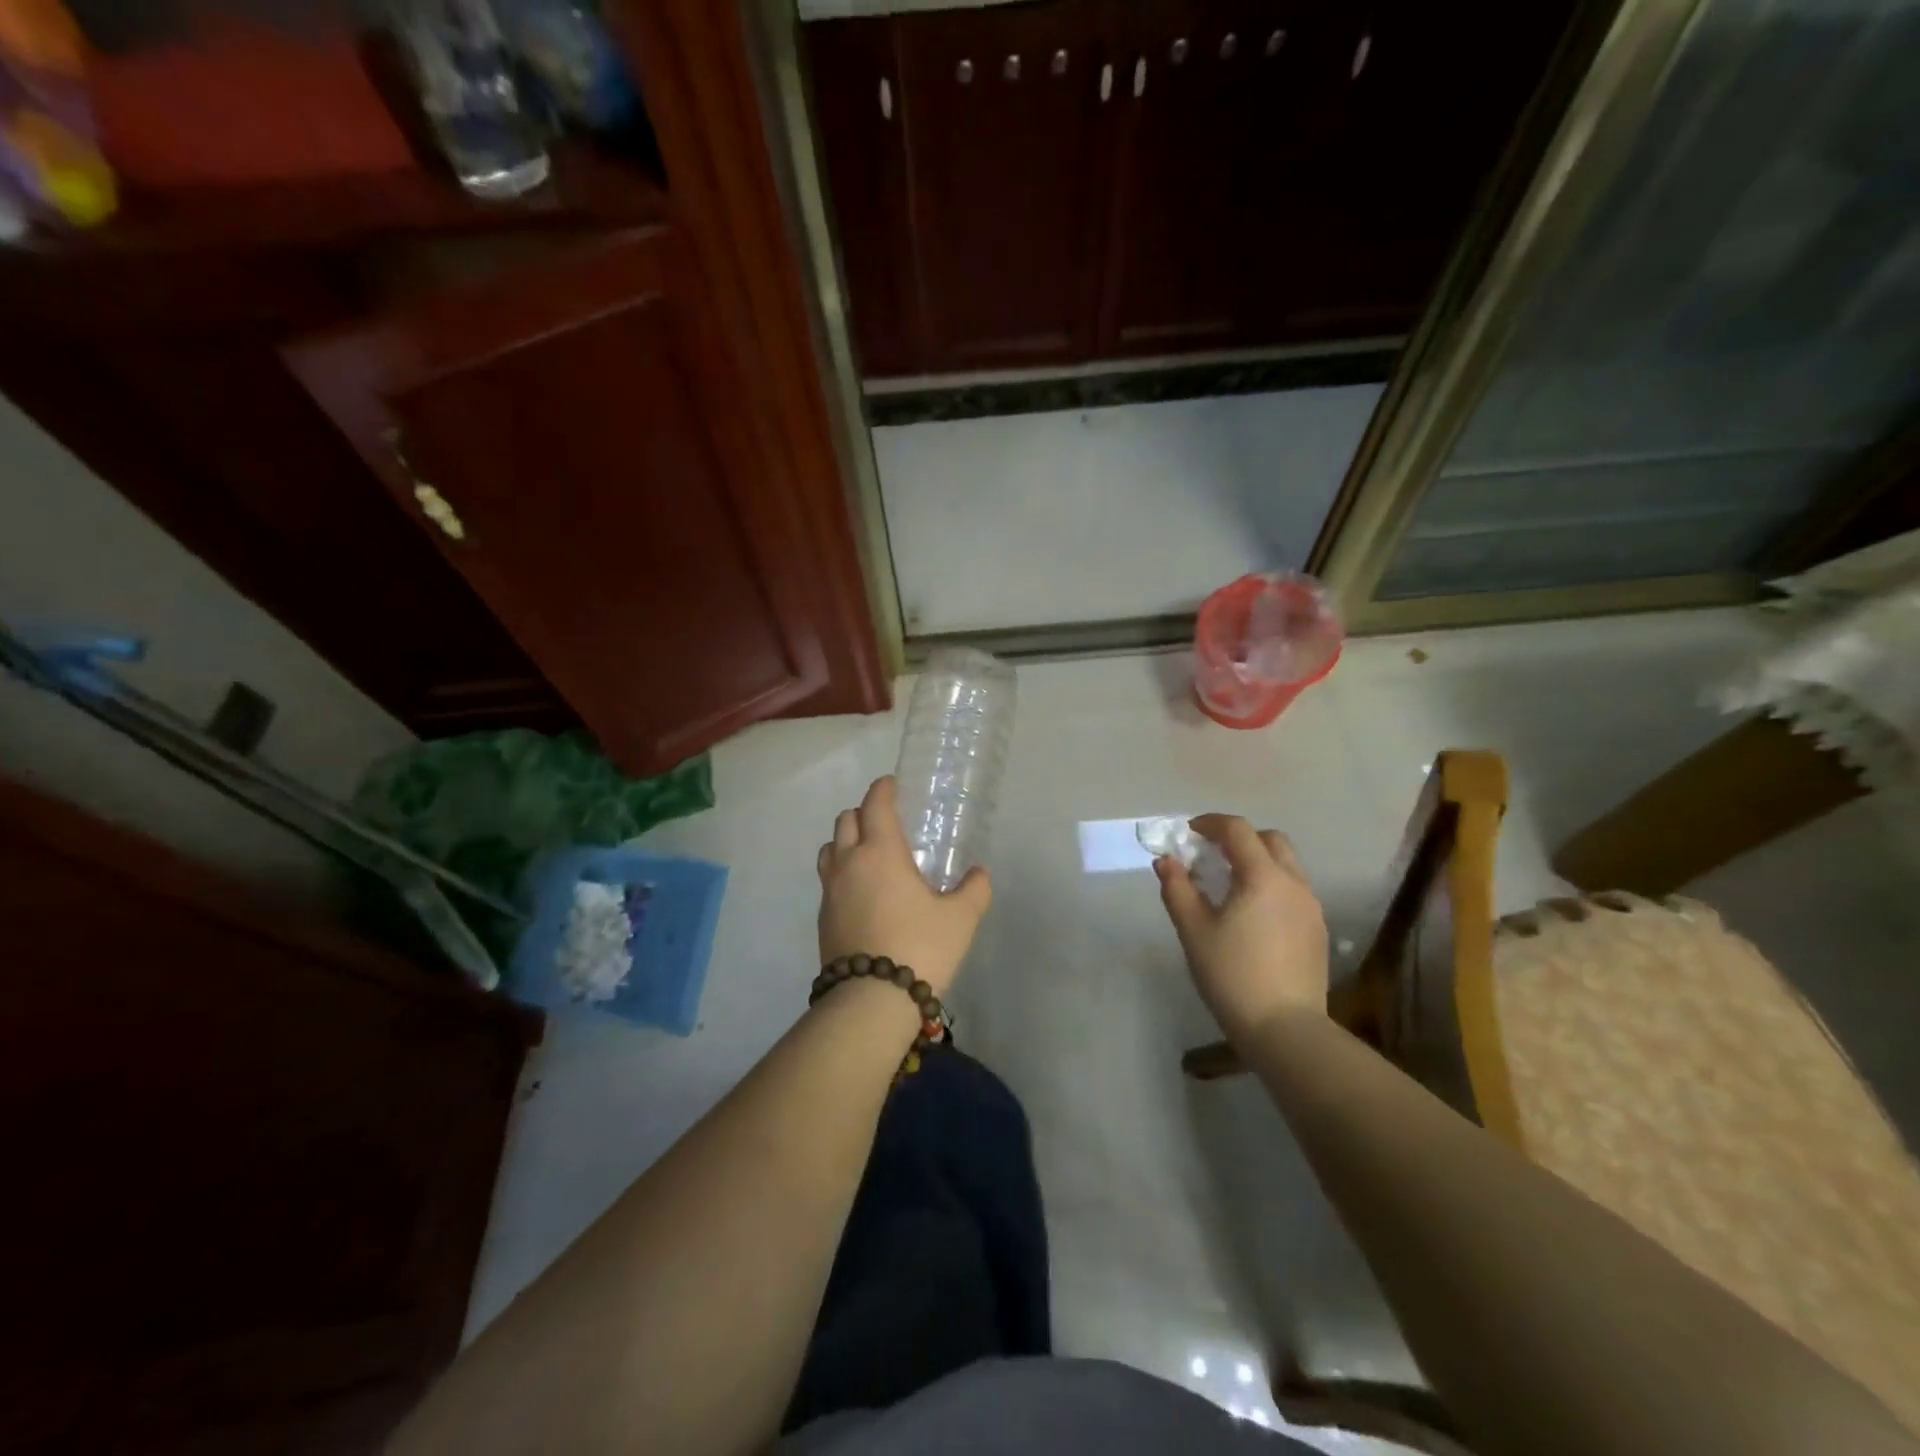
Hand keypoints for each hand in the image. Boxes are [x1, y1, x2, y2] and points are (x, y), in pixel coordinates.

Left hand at [816, 776, 991, 994]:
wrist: (871, 1000)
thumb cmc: (920, 947)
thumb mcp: (960, 919)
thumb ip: (973, 890)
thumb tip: (979, 874)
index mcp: (881, 852)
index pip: (875, 805)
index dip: (883, 789)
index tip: (892, 784)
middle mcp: (849, 863)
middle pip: (846, 821)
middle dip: (863, 812)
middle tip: (885, 820)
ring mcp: (829, 891)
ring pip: (830, 849)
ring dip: (846, 841)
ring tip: (869, 853)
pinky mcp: (822, 918)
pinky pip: (828, 880)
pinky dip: (842, 872)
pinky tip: (862, 891)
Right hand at [1155, 814, 1327, 1040]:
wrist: (1285, 1029)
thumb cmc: (1232, 974)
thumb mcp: (1193, 930)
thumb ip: (1177, 888)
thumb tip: (1166, 860)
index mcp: (1263, 876)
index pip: (1238, 830)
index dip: (1210, 823)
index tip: (1188, 832)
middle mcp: (1293, 883)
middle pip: (1270, 840)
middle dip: (1239, 838)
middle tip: (1211, 854)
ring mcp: (1311, 907)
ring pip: (1286, 865)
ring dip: (1257, 861)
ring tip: (1229, 884)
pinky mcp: (1317, 930)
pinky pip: (1293, 890)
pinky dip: (1271, 885)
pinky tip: (1252, 913)